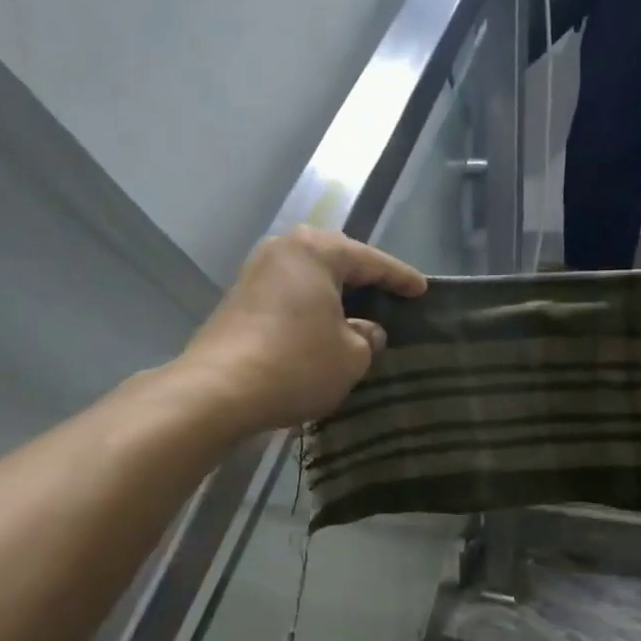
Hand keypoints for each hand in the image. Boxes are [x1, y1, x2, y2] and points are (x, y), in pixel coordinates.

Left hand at [180, 227, 425, 432]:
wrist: (217, 390)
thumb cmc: (296, 364)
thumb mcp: (350, 356)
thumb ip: (368, 337)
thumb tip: (365, 330)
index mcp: (316, 250)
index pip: (371, 260)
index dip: (401, 278)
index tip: (423, 290)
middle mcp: (283, 250)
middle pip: (336, 260)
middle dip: (365, 279)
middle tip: (392, 297)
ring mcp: (255, 272)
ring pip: (310, 278)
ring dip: (335, 295)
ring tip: (360, 312)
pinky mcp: (239, 300)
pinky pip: (289, 295)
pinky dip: (311, 308)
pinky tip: (323, 327)